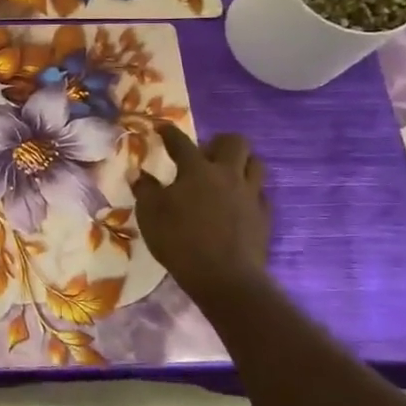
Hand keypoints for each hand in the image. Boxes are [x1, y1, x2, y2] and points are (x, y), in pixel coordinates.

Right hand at [132, 124, 270, 297]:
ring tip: (225, 176)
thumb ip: (145, 191)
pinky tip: (237, 204)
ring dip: (241, 164)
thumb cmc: (180, 242)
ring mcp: (250, 195)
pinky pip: (261, 194)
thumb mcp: (150, 215)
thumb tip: (141, 175)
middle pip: (235, 142)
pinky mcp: (264, 216)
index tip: (162, 128)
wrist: (225, 277)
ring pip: (255, 163)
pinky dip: (249, 193)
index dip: (169, 132)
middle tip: (205, 156)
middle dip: (219, 142)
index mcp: (197, 170)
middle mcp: (228, 175)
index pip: (181, 142)